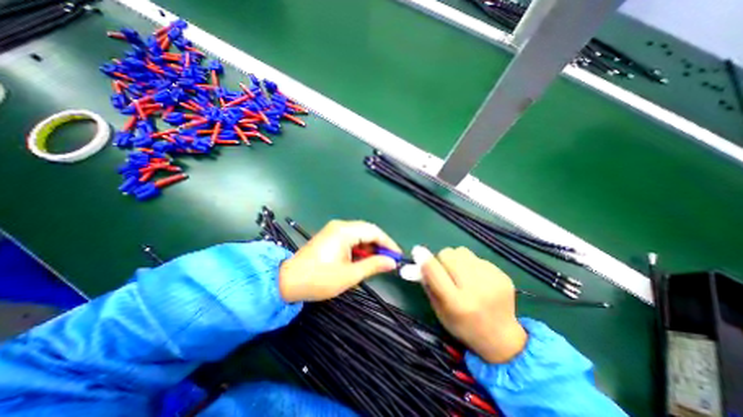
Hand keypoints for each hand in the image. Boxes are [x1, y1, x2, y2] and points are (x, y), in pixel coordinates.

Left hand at [278, 221, 403, 302]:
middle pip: (367, 231)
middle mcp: (340, 226)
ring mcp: (334, 230)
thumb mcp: (349, 275)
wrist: (288, 281)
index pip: (374, 231)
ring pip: (360, 235)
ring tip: (377, 262)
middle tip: (389, 260)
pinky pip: (351, 238)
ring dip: (370, 247)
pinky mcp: (330, 236)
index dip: (388, 243)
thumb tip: (392, 262)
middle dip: (380, 245)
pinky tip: (363, 259)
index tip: (397, 255)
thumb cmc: (319, 279)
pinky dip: (360, 248)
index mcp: (345, 231)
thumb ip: (373, 265)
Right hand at [417, 246, 527, 362]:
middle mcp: (476, 290)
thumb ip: (428, 284)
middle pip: (448, 254)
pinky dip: (471, 265)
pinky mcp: (502, 275)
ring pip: (462, 252)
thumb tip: (418, 260)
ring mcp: (492, 280)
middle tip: (444, 270)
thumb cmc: (463, 326)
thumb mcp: (439, 311)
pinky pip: (476, 258)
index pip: (435, 271)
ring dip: (456, 259)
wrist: (502, 338)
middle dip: (441, 259)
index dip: (424, 259)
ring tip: (461, 274)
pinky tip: (476, 279)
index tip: (417, 251)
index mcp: (457, 303)